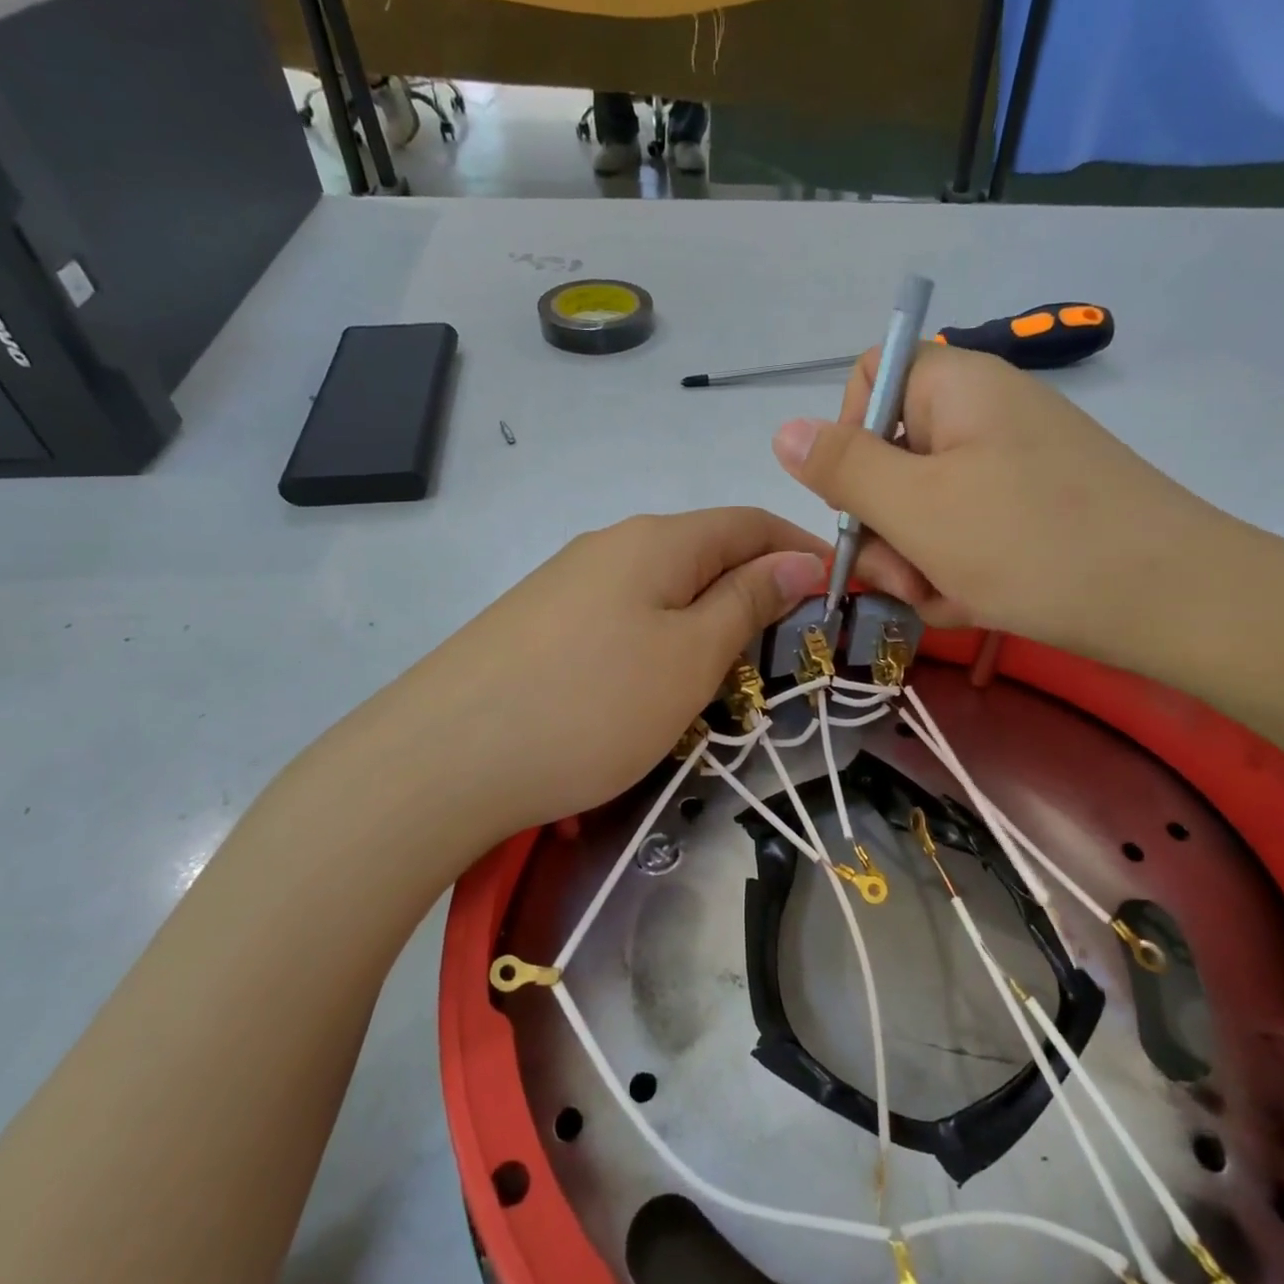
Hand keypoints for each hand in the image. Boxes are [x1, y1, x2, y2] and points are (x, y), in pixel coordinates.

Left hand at [336, 509, 825, 856]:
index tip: (843, 595)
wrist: (441, 759)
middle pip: (706, 552)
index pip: (750, 523)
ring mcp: (567, 583)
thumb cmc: (590, 706)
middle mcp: (611, 545)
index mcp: (657, 540)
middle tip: (791, 649)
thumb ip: (747, 602)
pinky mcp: (538, 624)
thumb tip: (798, 563)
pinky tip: (654, 684)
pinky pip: (623, 617)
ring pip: (663, 588)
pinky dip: (661, 640)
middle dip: (758, 590)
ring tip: (731, 675)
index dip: (802, 552)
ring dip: (709, 619)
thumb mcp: (690, 657)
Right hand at [771, 345, 1234, 660]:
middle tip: (907, 576)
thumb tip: (783, 430)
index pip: (867, 382)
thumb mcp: (917, 508)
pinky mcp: (1034, 513)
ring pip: (925, 510)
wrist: (1173, 602)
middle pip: (892, 457)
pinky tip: (977, 605)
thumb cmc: (1030, 543)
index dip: (846, 440)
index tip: (859, 501)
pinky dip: (960, 572)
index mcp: (955, 387)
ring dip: (920, 562)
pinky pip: (967, 536)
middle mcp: (983, 415)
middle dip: (886, 528)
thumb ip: (842, 468)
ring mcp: (1013, 467)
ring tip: (951, 598)